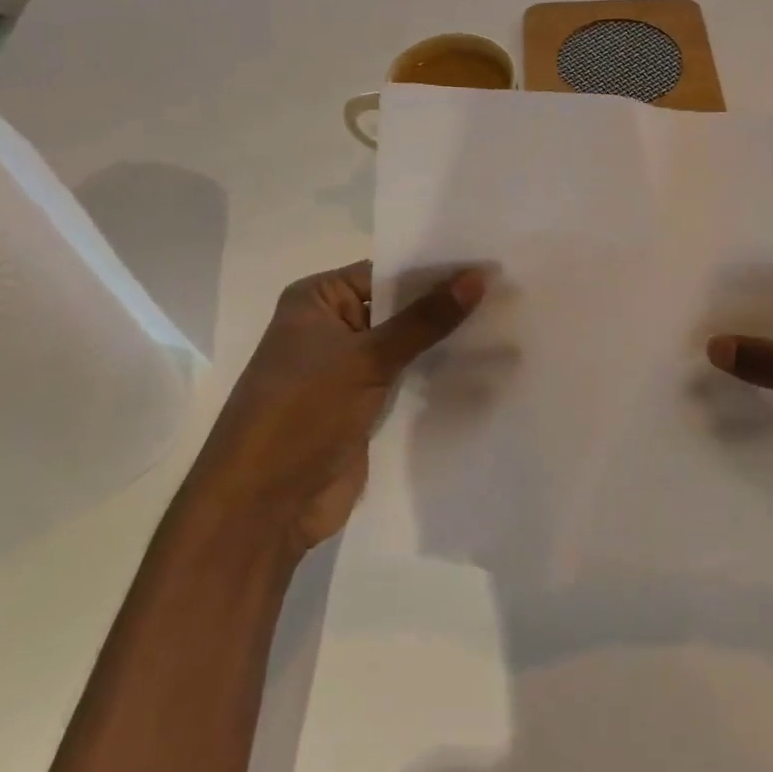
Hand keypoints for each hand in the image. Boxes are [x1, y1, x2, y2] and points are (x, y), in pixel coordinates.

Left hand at [199, 260, 485, 551]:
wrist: (263, 507)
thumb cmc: (302, 412)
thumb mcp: (366, 358)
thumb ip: (425, 319)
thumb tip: (480, 275)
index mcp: (317, 300)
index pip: (386, 272)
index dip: (435, 270)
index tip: (489, 264)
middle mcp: (331, 327)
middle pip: (398, 308)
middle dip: (446, 306)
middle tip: (509, 292)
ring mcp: (348, 370)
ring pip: (406, 346)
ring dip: (445, 342)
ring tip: (508, 324)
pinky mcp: (364, 407)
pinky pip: (407, 380)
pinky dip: (437, 375)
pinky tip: (485, 367)